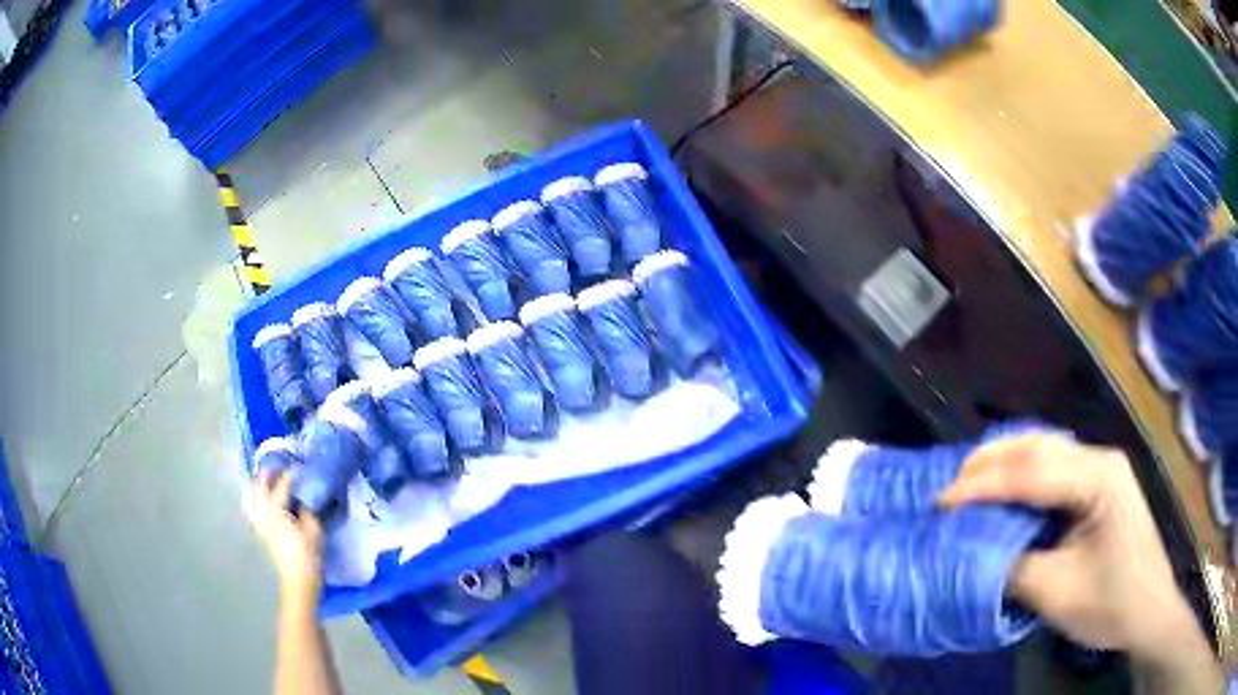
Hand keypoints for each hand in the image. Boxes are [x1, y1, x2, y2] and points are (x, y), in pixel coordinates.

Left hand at [245, 471, 324, 602]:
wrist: (298, 581)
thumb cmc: (308, 555)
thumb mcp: (314, 530)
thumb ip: (308, 508)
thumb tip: (305, 497)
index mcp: (275, 508)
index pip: (283, 483)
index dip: (292, 473)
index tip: (301, 466)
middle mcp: (262, 510)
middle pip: (260, 483)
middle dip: (270, 473)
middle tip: (282, 468)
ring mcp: (258, 520)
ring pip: (250, 494)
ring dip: (258, 484)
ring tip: (268, 480)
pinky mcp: (259, 530)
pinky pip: (251, 506)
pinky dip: (254, 497)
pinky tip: (263, 499)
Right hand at [937, 434, 1204, 659]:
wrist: (1149, 610)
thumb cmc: (1112, 602)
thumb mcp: (1058, 593)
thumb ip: (1014, 566)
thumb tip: (974, 550)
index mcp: (1098, 478)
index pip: (1032, 473)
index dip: (983, 487)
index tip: (940, 502)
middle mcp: (1100, 459)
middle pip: (1038, 446)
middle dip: (990, 462)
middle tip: (949, 485)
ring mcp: (1102, 469)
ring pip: (1046, 450)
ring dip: (1005, 463)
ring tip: (969, 483)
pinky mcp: (1100, 485)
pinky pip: (1055, 469)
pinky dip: (1023, 475)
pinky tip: (1007, 490)